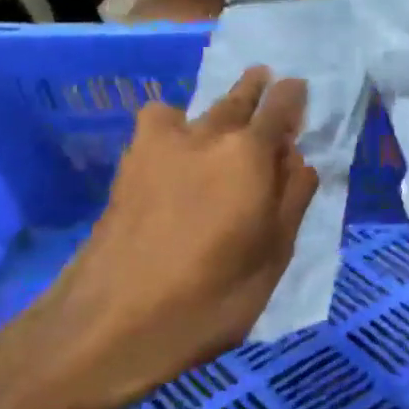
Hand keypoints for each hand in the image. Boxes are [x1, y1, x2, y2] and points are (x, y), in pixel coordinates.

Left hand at [0, 67, 317, 408]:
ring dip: (220, 105)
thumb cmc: (209, 298)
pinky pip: (158, 122)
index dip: (293, 95)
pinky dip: (173, 123)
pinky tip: (177, 147)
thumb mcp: (274, 257)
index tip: (299, 91)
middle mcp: (208, 135)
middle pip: (239, 96)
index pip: (280, 105)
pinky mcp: (130, 163)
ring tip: (226, 121)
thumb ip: (292, 199)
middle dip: (257, 88)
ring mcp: (162, 144)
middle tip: (268, 85)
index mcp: (250, 155)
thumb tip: (298, 159)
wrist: (110, 323)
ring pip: (199, 107)